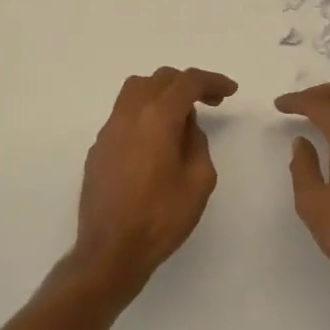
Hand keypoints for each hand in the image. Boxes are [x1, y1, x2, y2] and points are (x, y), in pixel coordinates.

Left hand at [73, 67, 238, 293]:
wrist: (111, 250)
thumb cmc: (161, 217)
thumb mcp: (199, 180)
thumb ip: (197, 142)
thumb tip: (185, 125)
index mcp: (157, 117)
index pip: (187, 82)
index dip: (212, 81)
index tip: (230, 90)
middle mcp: (129, 114)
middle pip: (159, 79)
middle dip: (187, 84)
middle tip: (210, 101)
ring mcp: (109, 129)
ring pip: (135, 90)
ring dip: (162, 92)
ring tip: (180, 115)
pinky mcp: (98, 148)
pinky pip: (124, 114)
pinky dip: (144, 113)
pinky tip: (155, 141)